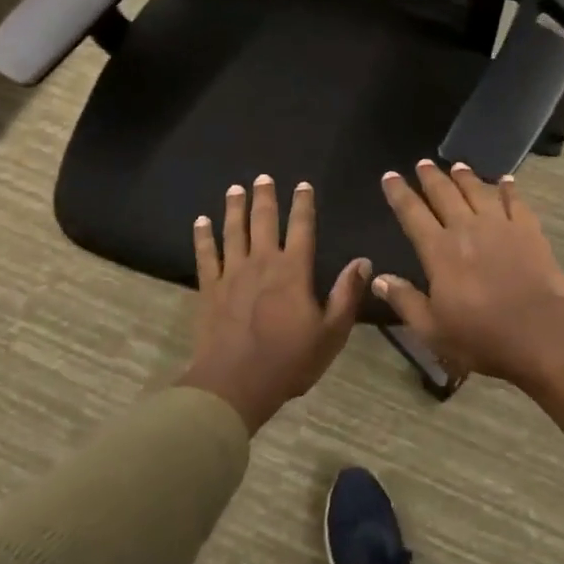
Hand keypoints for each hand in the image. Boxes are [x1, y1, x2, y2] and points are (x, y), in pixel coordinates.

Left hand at [177, 175, 368, 433]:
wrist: (234, 385)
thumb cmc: (289, 361)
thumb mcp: (331, 333)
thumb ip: (346, 294)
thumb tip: (363, 261)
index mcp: (294, 271)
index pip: (302, 228)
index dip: (303, 204)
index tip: (303, 185)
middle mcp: (262, 262)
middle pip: (264, 221)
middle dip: (265, 197)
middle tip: (263, 177)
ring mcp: (232, 273)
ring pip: (234, 231)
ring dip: (235, 208)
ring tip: (236, 189)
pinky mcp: (209, 288)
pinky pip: (205, 254)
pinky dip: (203, 236)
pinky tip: (200, 221)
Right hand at [376, 161, 563, 427]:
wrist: (540, 332)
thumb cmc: (481, 336)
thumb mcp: (432, 329)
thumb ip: (405, 300)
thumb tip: (379, 278)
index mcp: (439, 251)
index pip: (412, 213)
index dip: (399, 193)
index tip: (390, 175)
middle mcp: (466, 228)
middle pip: (445, 194)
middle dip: (431, 177)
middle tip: (423, 163)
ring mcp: (500, 226)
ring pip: (478, 191)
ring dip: (466, 177)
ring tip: (458, 165)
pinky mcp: (529, 230)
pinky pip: (516, 201)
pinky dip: (509, 188)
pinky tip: (505, 180)